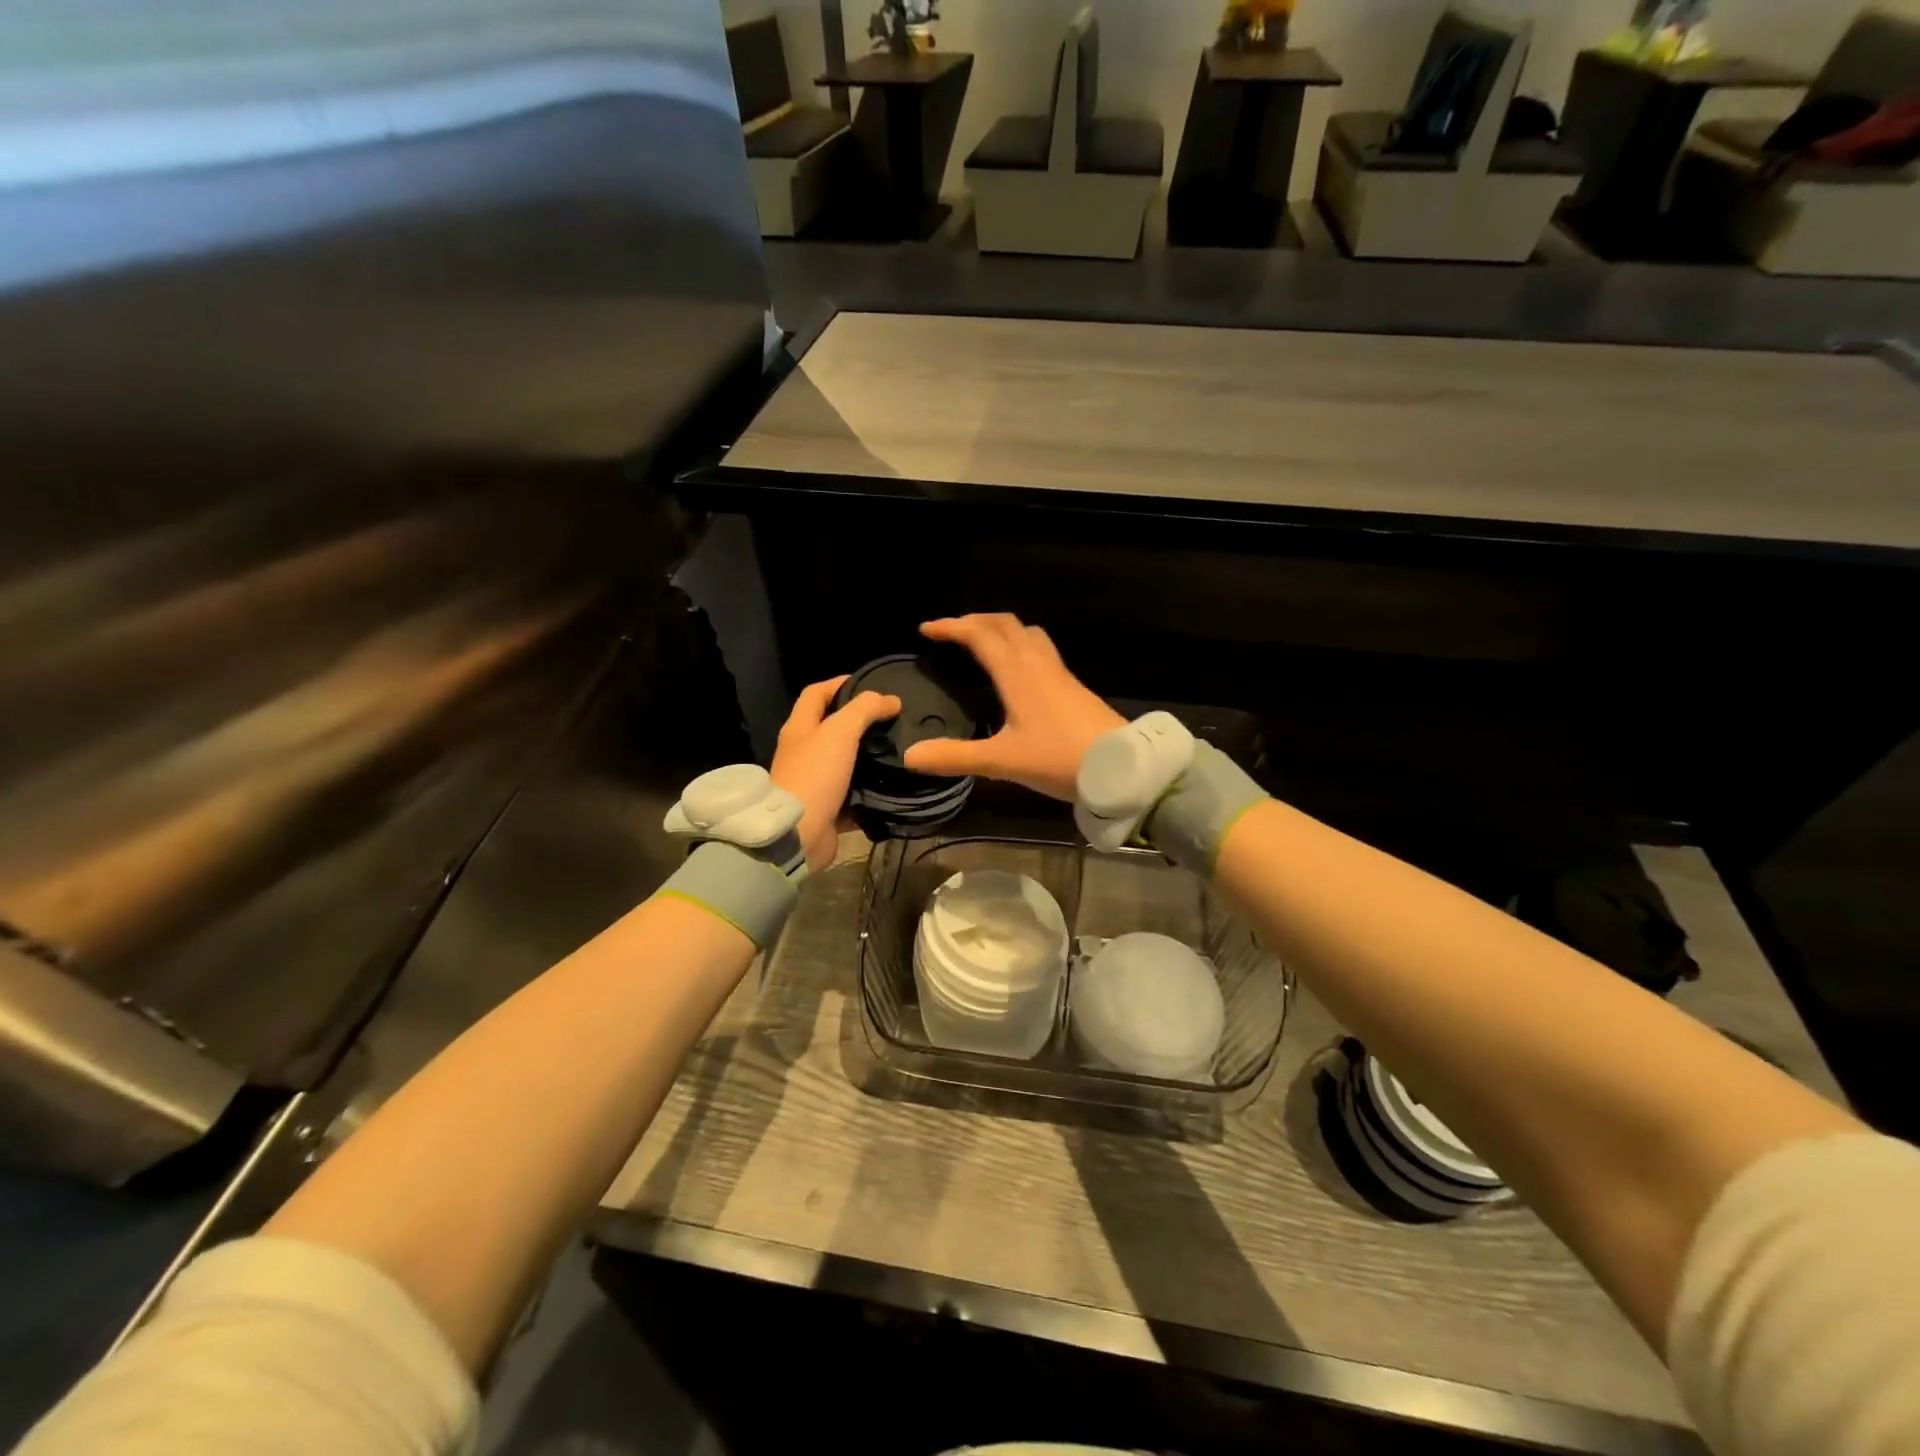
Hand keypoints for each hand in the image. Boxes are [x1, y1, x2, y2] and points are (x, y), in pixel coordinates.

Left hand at [770, 677, 900, 870]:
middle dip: (859, 721)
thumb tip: (891, 699)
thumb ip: (865, 710)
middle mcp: (803, 752)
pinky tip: (893, 784)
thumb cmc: (815, 775)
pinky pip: (852, 793)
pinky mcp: (826, 808)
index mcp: (799, 728)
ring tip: (898, 749)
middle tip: (891, 718)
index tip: (871, 683)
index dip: (840, 683)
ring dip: (868, 755)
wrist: (797, 835)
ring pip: (844, 761)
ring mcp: (813, 782)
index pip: (816, 693)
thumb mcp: (840, 732)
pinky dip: (870, 789)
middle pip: (831, 728)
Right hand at [903, 614, 1124, 800]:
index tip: (926, 629)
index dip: (951, 627)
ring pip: (1027, 634)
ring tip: (983, 642)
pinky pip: (1041, 650)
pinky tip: (1018, 671)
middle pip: (1005, 624)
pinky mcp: (1073, 686)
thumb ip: (955, 757)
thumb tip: (910, 756)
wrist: (1121, 767)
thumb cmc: (1058, 759)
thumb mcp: (1002, 761)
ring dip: (1001, 630)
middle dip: (975, 621)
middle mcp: (1038, 663)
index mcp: (1017, 673)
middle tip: (953, 631)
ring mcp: (1059, 673)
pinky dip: (1019, 646)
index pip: (979, 635)